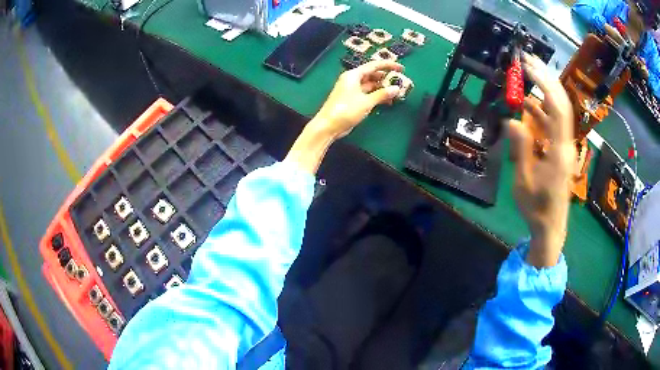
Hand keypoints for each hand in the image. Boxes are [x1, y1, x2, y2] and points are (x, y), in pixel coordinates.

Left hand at [312, 60, 403, 138]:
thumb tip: (396, 88)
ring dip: (382, 88)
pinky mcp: (352, 99)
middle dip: (386, 78)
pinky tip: (387, 101)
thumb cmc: (346, 110)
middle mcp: (352, 80)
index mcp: (353, 75)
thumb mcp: (366, 102)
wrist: (328, 126)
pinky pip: (367, 94)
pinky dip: (377, 96)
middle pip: (372, 75)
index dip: (388, 65)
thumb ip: (382, 94)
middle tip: (400, 82)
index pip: (374, 66)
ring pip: (370, 85)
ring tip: (396, 93)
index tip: (401, 68)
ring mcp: (351, 90)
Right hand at [509, 54, 574, 267]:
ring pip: (557, 111)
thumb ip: (520, 148)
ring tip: (525, 74)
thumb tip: (511, 119)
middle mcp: (565, 143)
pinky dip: (540, 110)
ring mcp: (563, 146)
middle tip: (529, 59)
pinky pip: (551, 123)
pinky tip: (527, 103)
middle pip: (561, 103)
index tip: (527, 66)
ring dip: (542, 90)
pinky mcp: (559, 150)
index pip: (557, 108)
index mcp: (559, 151)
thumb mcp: (523, 180)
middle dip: (546, 78)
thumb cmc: (537, 208)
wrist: (551, 227)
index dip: (544, 83)